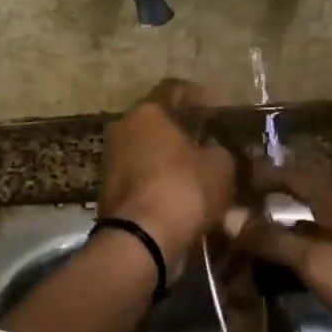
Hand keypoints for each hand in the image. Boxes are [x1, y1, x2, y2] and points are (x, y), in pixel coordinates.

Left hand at [97, 80, 236, 277]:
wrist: (142, 241)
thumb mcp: (220, 165)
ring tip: (204, 175)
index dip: (201, 97)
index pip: (175, 90)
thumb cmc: (183, 189)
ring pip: (151, 153)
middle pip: (159, 123)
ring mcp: (112, 162)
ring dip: (174, 161)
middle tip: (213, 144)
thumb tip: (215, 150)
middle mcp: (123, 129)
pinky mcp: (110, 194)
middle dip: (186, 132)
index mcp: (147, 112)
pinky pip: (144, 180)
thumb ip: (220, 150)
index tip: (220, 109)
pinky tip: (186, 198)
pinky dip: (163, 185)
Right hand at [230, 160, 331, 331]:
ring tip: (257, 243)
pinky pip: (330, 247)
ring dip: (288, 229)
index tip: (237, 174)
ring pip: (318, 225)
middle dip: (275, 200)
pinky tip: (296, 270)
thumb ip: (275, 240)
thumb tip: (230, 215)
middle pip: (307, 198)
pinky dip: (306, 251)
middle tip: (240, 212)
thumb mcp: (319, 263)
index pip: (296, 176)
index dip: (266, 172)